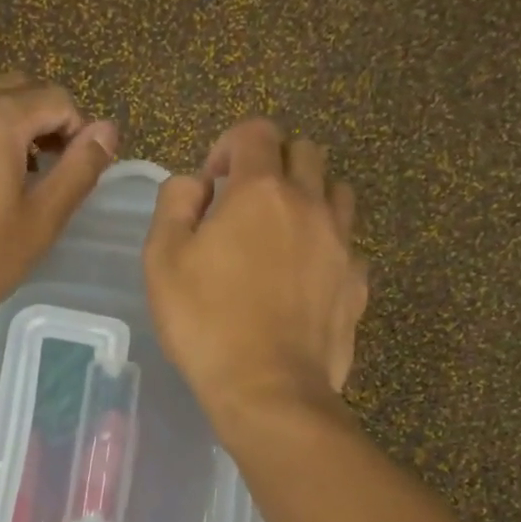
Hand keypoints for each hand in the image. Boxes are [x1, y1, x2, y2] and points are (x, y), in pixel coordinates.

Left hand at [0, 75, 117, 334]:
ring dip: (7, 129)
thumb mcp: (38, 222)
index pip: (56, 98)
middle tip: (48, 177)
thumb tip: (109, 129)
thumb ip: (78, 170)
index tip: (79, 171)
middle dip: (42, 124)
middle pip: (16, 90)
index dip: (79, 130)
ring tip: (10, 183)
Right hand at [144, 118, 368, 425]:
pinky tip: (307, 276)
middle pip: (305, 151)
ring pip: (337, 191)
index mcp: (261, 191)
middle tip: (247, 203)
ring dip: (310, 196)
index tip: (213, 182)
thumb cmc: (206, 323)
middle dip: (274, 164)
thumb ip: (175, 204)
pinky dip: (329, 245)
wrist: (268, 389)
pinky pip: (349, 244)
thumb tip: (197, 184)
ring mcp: (342, 244)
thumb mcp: (162, 260)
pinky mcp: (357, 283)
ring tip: (284, 232)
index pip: (256, 132)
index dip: (230, 145)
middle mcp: (310, 204)